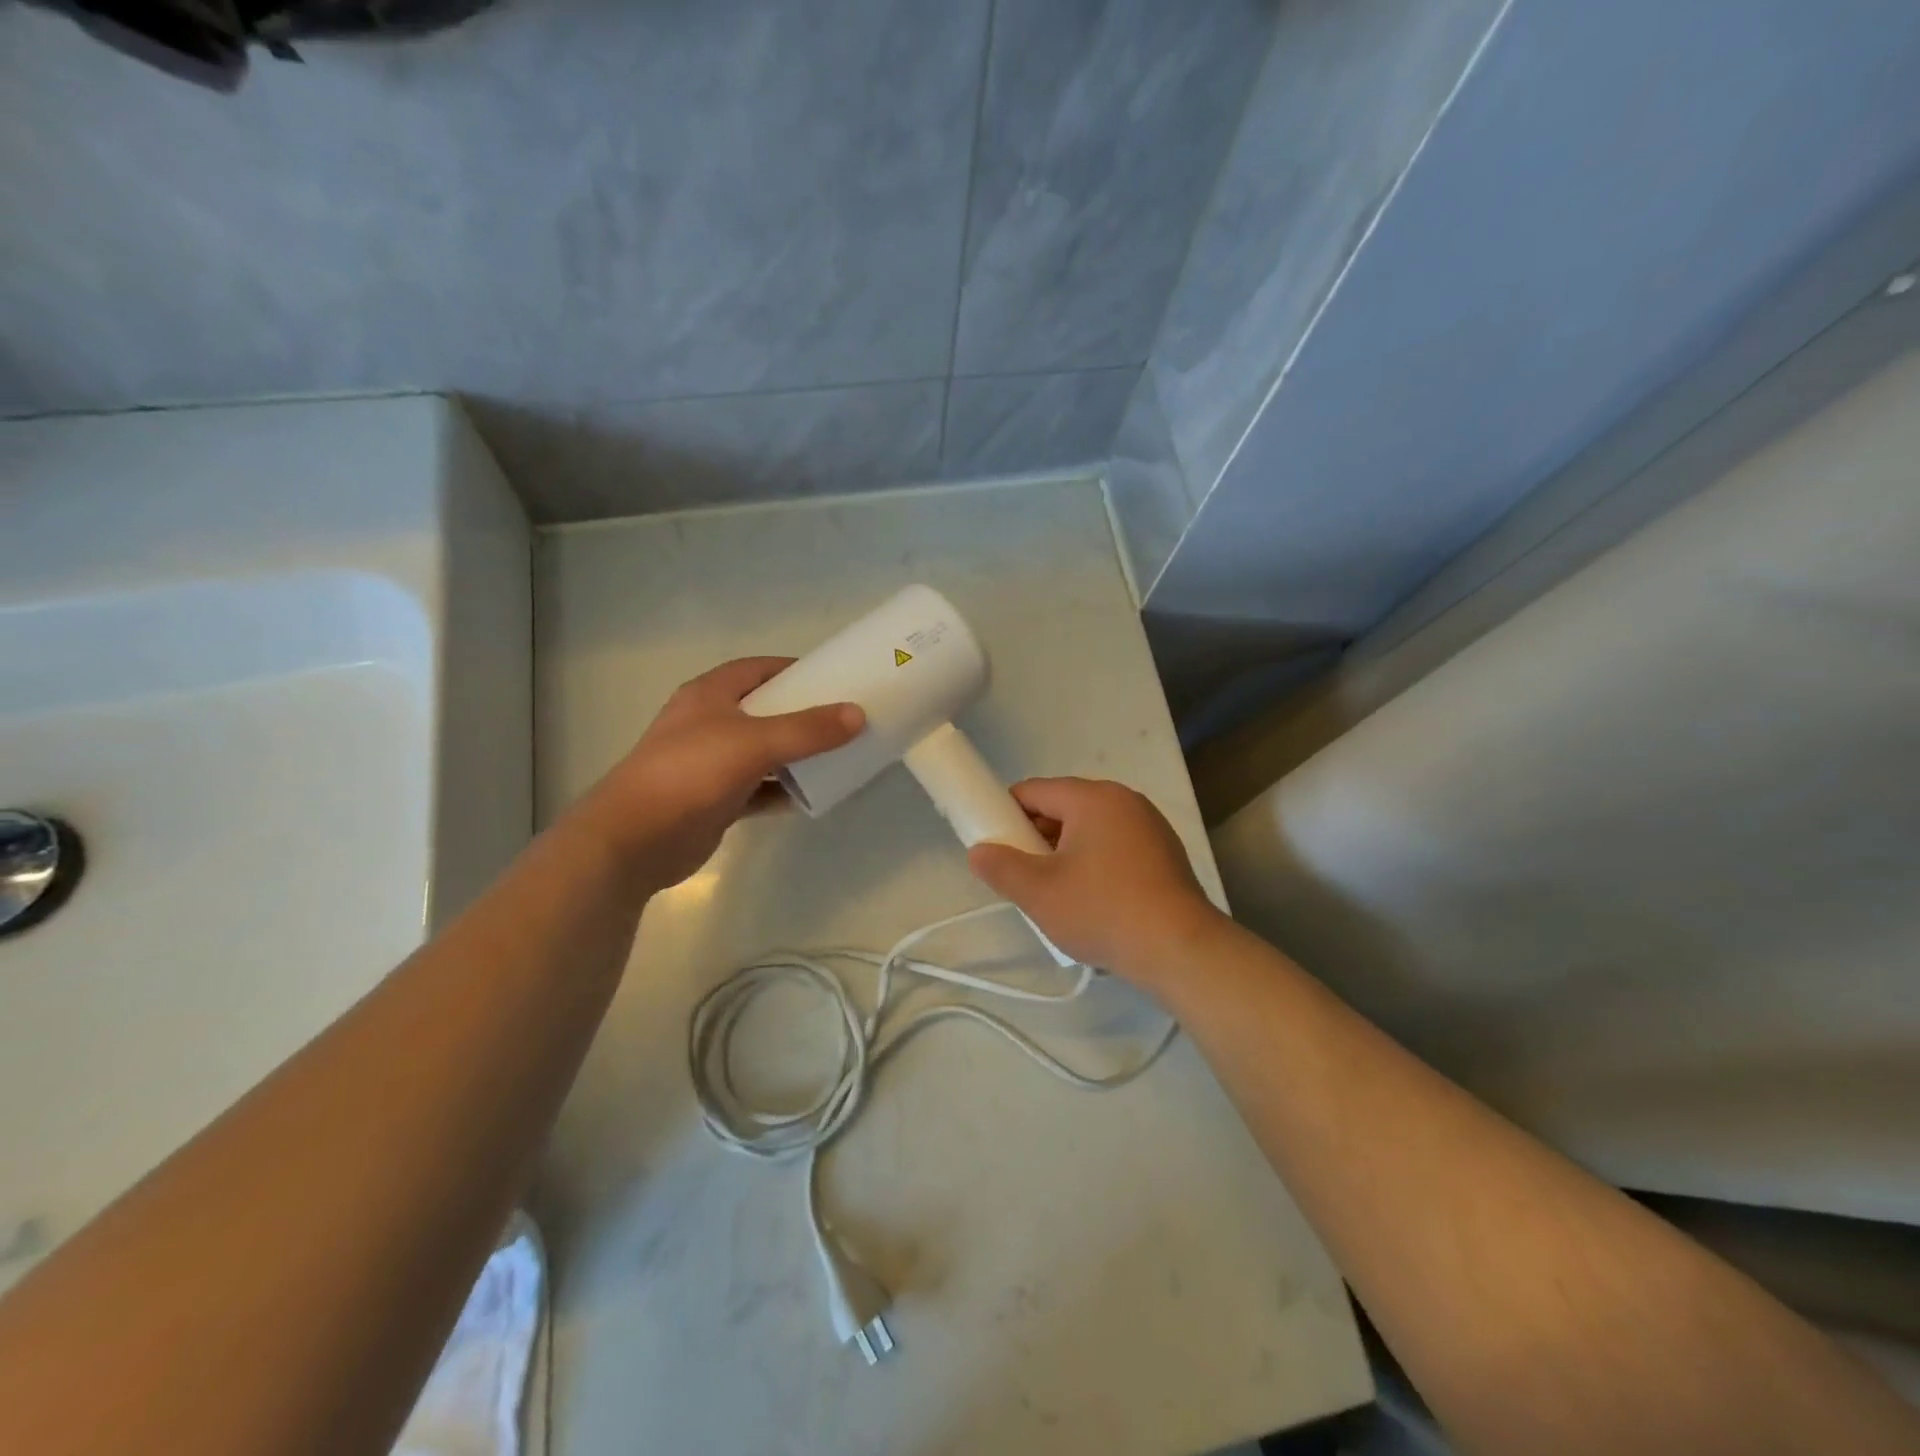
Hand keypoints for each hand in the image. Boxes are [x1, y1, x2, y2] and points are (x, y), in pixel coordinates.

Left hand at [566, 657, 862, 892]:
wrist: (635, 840)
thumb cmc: (690, 773)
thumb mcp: (753, 743)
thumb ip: (807, 729)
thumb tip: (857, 714)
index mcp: (709, 695)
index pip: (757, 669)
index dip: (793, 670)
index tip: (833, 678)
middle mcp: (708, 723)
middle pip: (764, 710)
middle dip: (801, 714)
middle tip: (843, 718)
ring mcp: (709, 763)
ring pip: (762, 752)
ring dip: (794, 754)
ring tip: (836, 755)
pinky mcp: (714, 800)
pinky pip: (757, 789)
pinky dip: (781, 790)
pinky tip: (809, 796)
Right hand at [967, 777, 1224, 986]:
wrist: (1180, 950)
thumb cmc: (1103, 911)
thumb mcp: (1039, 893)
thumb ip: (1001, 867)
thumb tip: (979, 852)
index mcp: (1093, 797)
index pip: (1034, 790)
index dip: (1005, 813)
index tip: (994, 844)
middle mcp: (1124, 800)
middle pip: (1063, 807)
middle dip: (1036, 836)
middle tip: (1022, 874)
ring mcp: (1150, 825)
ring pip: (1090, 828)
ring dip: (1065, 852)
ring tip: (1055, 893)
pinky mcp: (1165, 852)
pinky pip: (1116, 845)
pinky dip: (1096, 862)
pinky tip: (1092, 899)